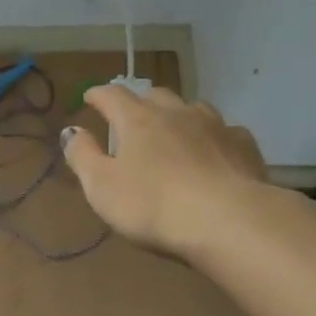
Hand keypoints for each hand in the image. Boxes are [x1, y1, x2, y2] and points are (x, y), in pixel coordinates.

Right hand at [63, 86, 268, 255]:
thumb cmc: (152, 205)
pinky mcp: (244, 146)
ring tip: (174, 129)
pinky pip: (225, 131)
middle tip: (132, 115)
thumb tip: (71, 131)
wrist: (227, 220)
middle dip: (140, 101)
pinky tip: (214, 151)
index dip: (99, 95)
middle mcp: (177, 112)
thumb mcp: (102, 187)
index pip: (113, 96)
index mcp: (138, 120)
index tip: (90, 97)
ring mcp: (215, 126)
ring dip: (178, 115)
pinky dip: (213, 136)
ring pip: (193, 108)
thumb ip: (83, 156)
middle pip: (155, 95)